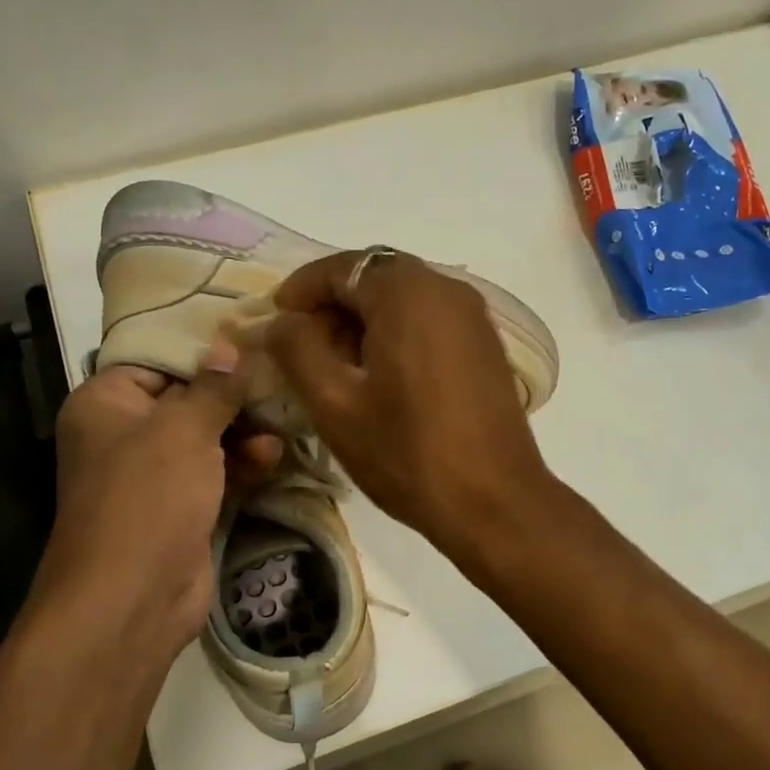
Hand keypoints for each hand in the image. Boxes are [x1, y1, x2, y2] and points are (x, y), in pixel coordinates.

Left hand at [30, 341, 280, 663]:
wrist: (132, 598)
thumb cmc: (148, 496)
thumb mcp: (184, 430)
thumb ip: (213, 387)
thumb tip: (229, 345)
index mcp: (106, 403)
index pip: (157, 359)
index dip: (204, 350)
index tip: (252, 337)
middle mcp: (124, 434)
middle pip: (186, 399)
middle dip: (233, 396)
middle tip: (278, 382)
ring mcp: (153, 475)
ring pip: (206, 438)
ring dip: (243, 432)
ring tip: (279, 428)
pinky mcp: (180, 508)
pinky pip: (215, 474)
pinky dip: (241, 464)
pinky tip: (272, 456)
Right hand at [265, 252, 551, 557]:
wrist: (494, 502)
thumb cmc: (407, 452)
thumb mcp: (335, 404)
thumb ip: (297, 350)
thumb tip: (281, 322)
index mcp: (408, 292)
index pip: (341, 267)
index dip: (301, 290)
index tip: (275, 322)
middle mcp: (447, 289)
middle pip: (375, 280)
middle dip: (333, 307)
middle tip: (303, 350)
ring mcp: (474, 317)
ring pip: (404, 301)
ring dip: (364, 323)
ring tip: (337, 369)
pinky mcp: (486, 346)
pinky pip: (430, 323)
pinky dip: (397, 336)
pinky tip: (382, 379)